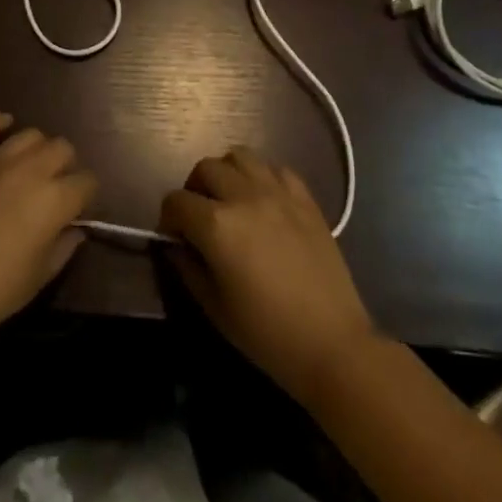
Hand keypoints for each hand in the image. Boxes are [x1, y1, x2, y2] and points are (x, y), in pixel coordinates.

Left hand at [0, 113, 97, 347]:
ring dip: (39, 149)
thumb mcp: (38, 278)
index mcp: (54, 200)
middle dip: (68, 166)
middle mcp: (30, 171)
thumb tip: (75, 229)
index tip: (80, 211)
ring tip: (34, 167)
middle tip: (58, 189)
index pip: (87, 182)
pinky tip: (5, 124)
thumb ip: (63, 248)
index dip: (88, 196)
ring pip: (30, 135)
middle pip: (63, 148)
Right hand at [160, 149, 375, 406]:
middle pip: (206, 168)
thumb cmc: (267, 333)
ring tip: (231, 200)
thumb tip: (177, 246)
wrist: (333, 344)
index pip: (176, 201)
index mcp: (217, 225)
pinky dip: (263, 177)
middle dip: (194, 189)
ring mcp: (279, 194)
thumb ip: (188, 268)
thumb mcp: (215, 307)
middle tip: (200, 217)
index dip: (168, 218)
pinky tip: (264, 202)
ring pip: (240, 156)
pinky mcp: (306, 200)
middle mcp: (245, 197)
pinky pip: (277, 169)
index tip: (175, 238)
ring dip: (227, 173)